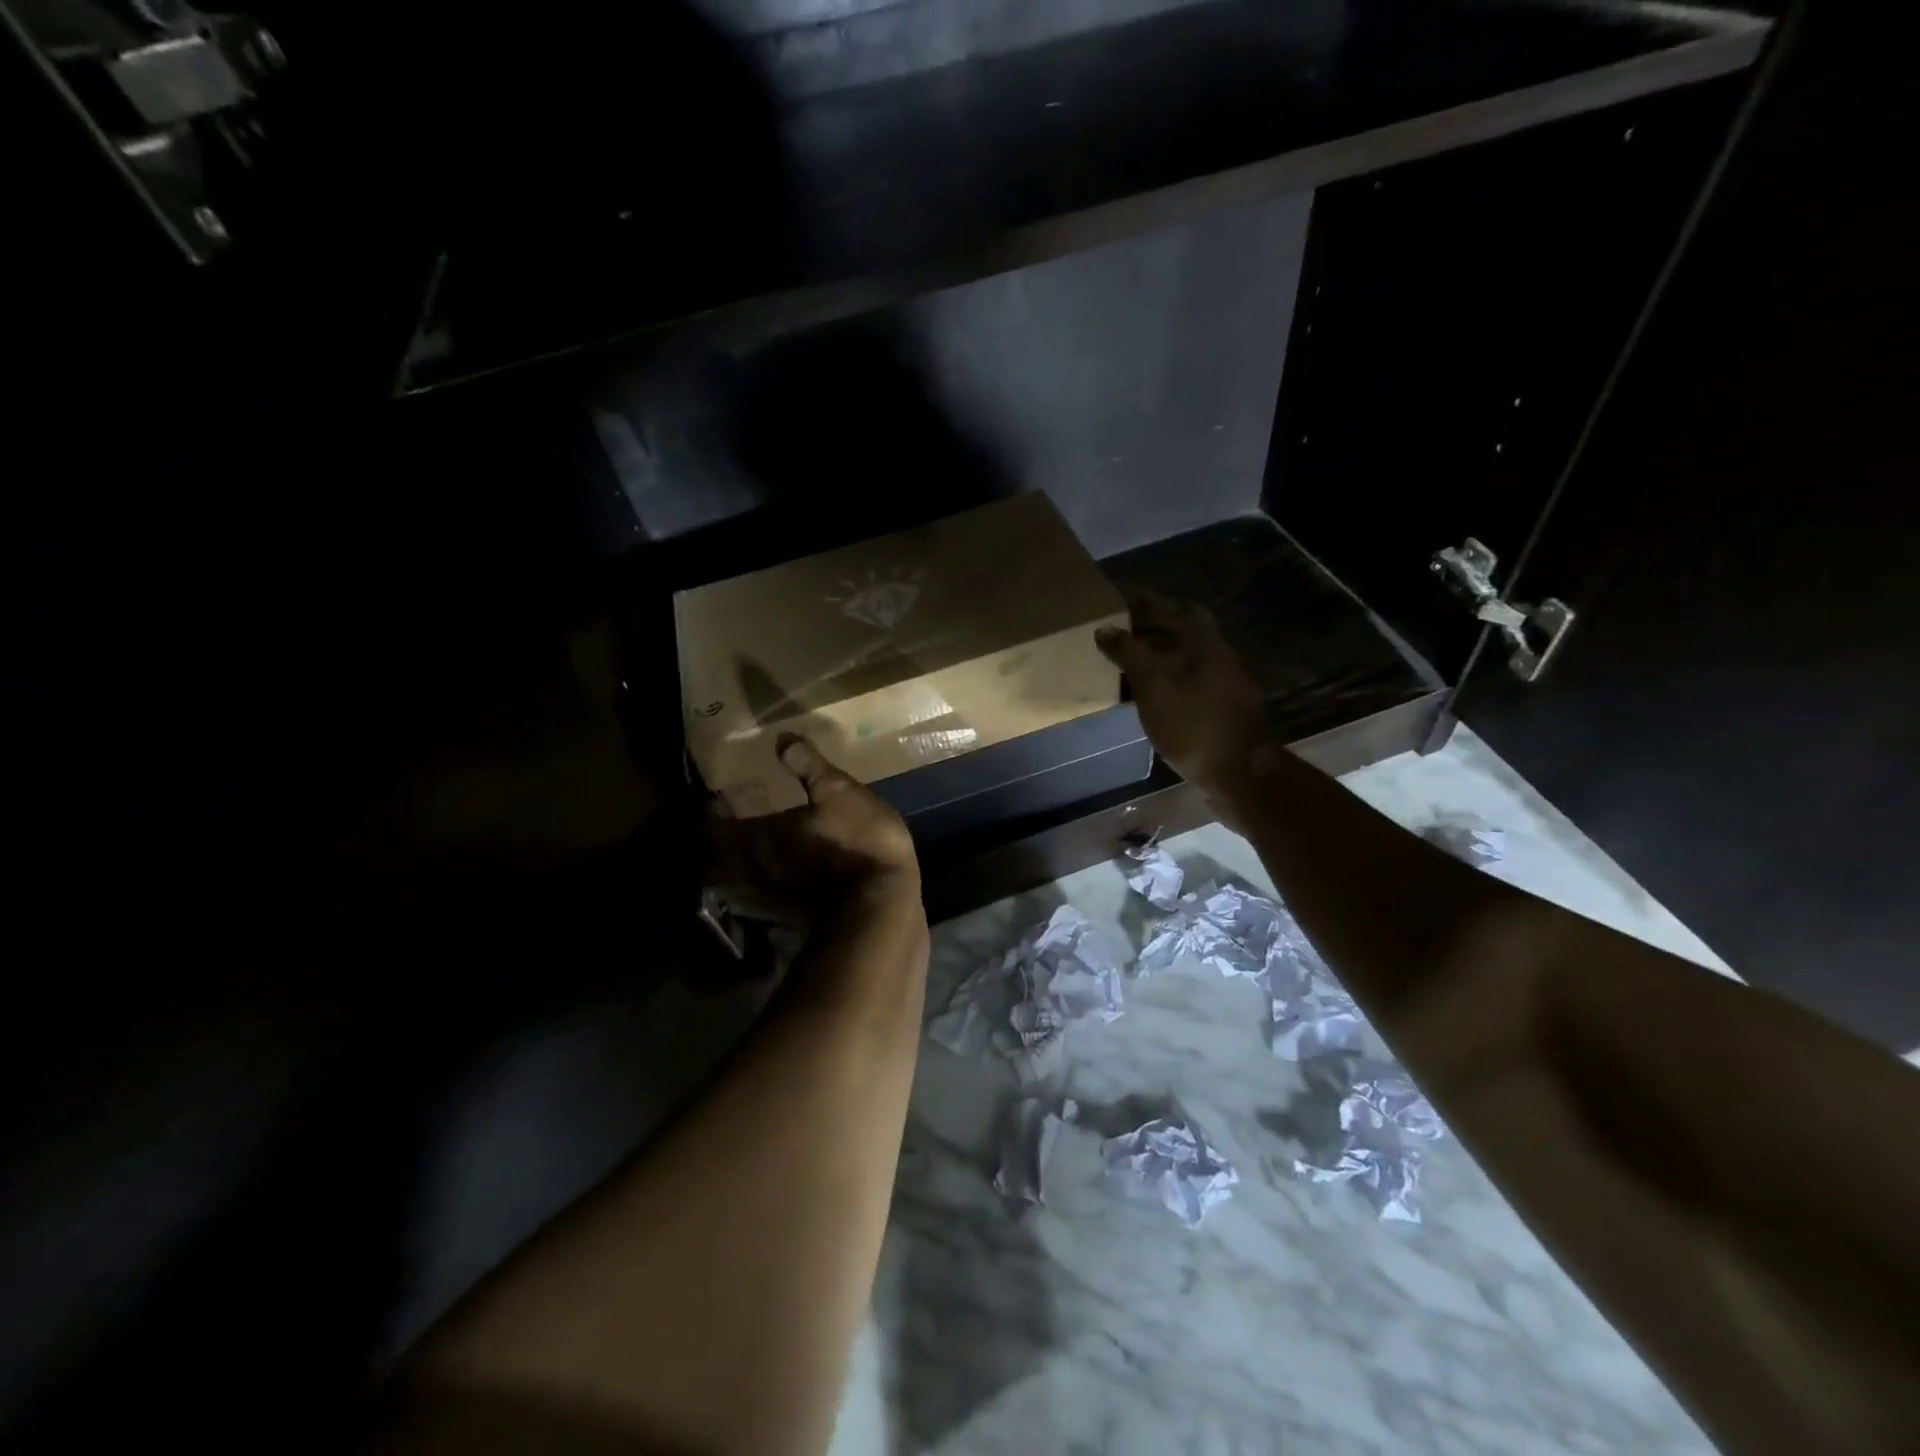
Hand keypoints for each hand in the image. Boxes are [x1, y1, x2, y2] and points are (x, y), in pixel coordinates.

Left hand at [704, 733, 920, 922]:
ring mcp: (766, 901)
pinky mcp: (786, 919)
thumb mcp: (839, 793)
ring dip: (731, 868)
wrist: (881, 906)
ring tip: (745, 849)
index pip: (707, 828)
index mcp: (755, 837)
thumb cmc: (856, 842)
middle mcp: (750, 871)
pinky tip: (774, 877)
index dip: (704, 814)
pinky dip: (756, 888)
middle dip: (712, 843)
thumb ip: (808, 766)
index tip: (711, 800)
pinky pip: (756, 901)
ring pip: (732, 884)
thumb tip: (781, 738)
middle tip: (725, 823)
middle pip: (712, 860)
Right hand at [1095, 598, 1273, 803]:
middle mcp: (1218, 656)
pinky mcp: (1220, 709)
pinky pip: (1188, 682)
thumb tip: (1106, 629)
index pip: (1176, 608)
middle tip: (1120, 633)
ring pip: (1186, 658)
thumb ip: (1130, 653)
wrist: (1238, 772)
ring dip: (1159, 655)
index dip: (1150, 604)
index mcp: (1204, 643)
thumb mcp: (1153, 685)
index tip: (1122, 605)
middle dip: (1153, 629)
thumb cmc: (1193, 724)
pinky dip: (1167, 678)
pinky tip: (1148, 693)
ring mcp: (1223, 684)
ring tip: (1127, 661)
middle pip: (1183, 632)